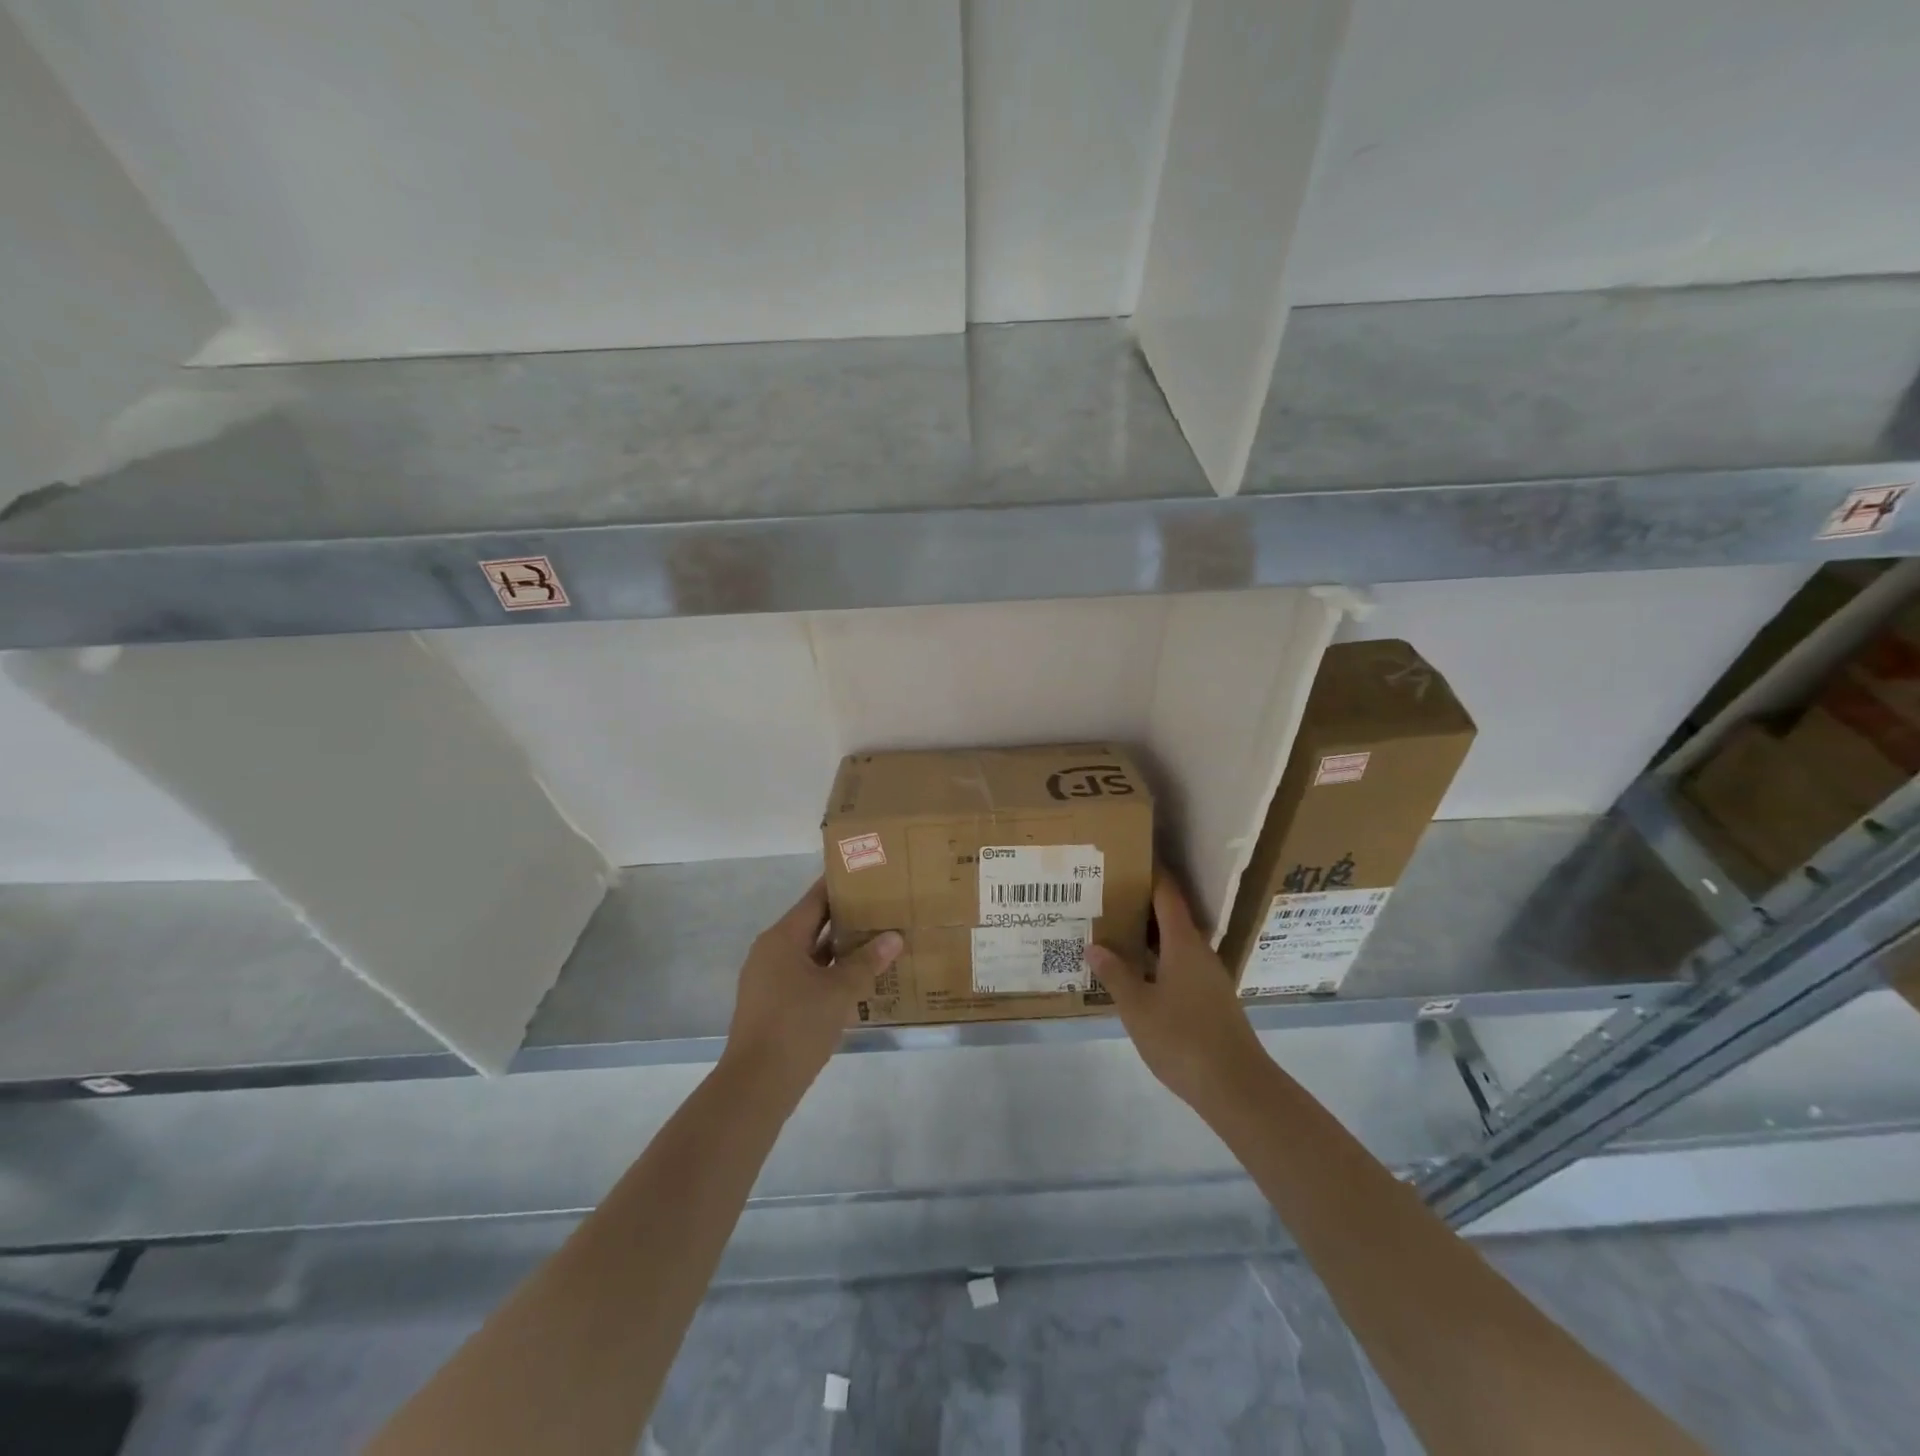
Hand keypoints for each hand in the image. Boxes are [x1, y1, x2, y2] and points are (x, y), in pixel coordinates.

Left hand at [720, 879, 902, 1100]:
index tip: (869, 875)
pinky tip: (858, 979)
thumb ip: (868, 961)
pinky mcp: (772, 1003)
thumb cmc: (797, 1025)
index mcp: (782, 937)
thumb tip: (894, 936)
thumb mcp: (840, 991)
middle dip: (847, 918)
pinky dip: (830, 973)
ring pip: (811, 952)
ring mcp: (769, 978)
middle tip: (883, 909)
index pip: (816, 899)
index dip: (842, 886)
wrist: (756, 1084)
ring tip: (878, 941)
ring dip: (841, 949)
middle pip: (813, 924)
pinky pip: (806, 976)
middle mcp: (771, 951)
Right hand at [1087, 873, 1269, 1114]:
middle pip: (1172, 917)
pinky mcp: (1212, 1000)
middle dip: (1143, 904)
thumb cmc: (1183, 1038)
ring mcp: (1209, 977)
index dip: (1152, 873)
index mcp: (1184, 944)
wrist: (1236, 1087)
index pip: (1168, 895)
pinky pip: (1182, 966)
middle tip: (1110, 895)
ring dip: (1151, 935)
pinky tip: (1140, 973)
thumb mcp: (1138, 1007)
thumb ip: (1115, 974)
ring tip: (1117, 931)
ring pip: (1177, 944)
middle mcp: (1200, 952)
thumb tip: (1095, 945)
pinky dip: (1160, 960)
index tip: (1131, 856)